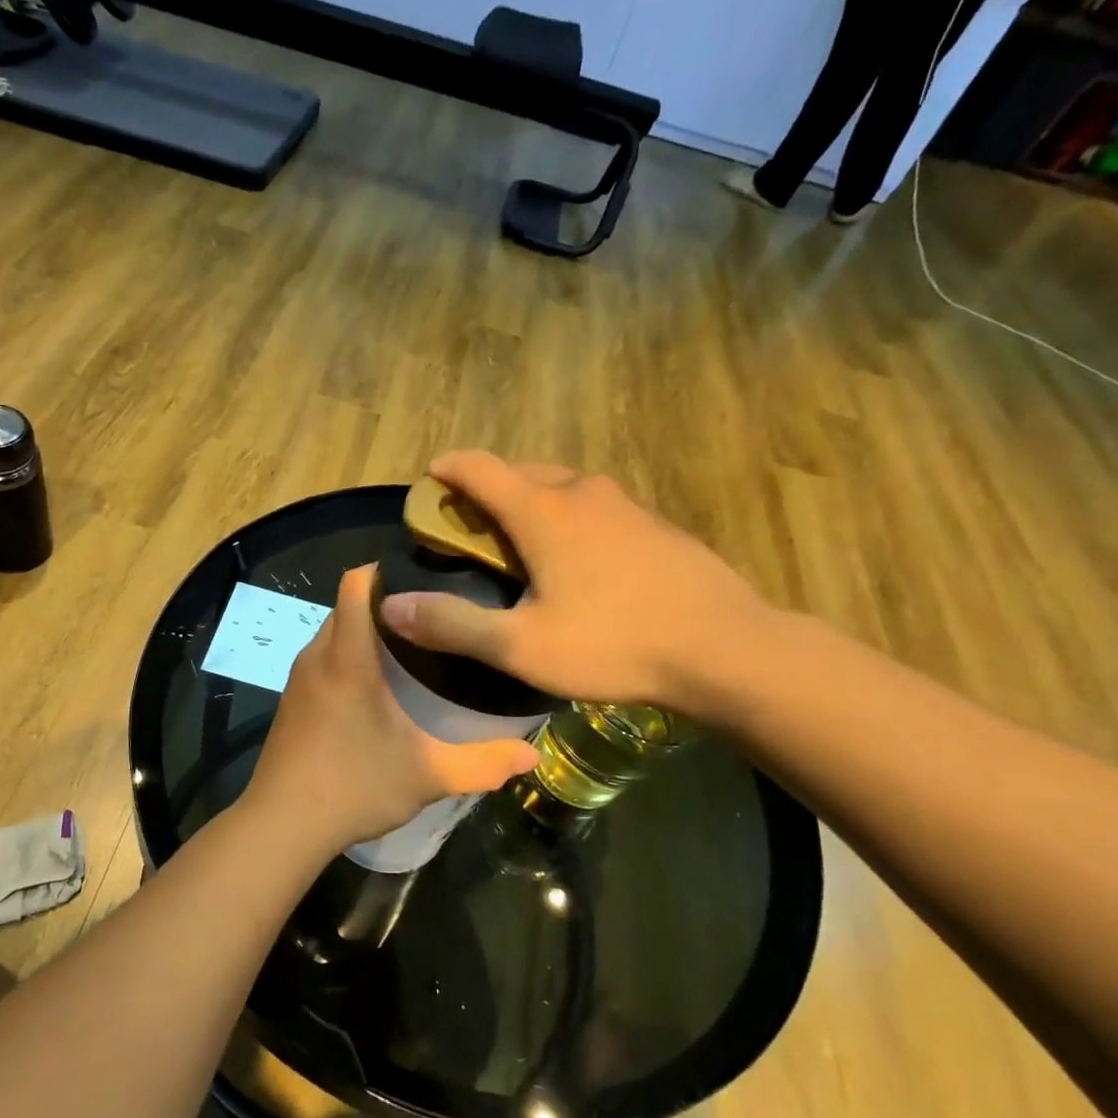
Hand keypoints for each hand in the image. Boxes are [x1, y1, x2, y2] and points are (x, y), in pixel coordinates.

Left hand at [239, 565, 539, 856]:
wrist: (282, 826)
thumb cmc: (354, 787)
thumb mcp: (427, 776)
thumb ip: (482, 763)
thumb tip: (532, 756)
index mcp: (347, 657)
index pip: (356, 584)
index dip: (386, 568)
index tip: (425, 574)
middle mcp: (318, 656)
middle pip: (347, 604)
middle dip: (385, 600)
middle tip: (433, 614)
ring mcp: (299, 679)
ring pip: (333, 631)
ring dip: (366, 630)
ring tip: (412, 645)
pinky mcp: (292, 701)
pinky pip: (323, 657)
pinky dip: (348, 654)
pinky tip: (377, 685)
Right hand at [377, 451, 776, 716]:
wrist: (726, 648)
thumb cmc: (614, 644)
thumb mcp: (521, 647)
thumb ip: (453, 625)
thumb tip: (391, 607)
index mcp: (543, 512)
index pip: (480, 468)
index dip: (449, 468)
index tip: (429, 477)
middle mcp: (582, 493)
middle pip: (522, 471)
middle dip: (489, 488)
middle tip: (470, 525)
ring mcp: (625, 505)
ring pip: (563, 488)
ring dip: (532, 502)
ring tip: (520, 542)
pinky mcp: (655, 525)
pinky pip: (596, 508)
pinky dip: (570, 518)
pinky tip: (579, 561)